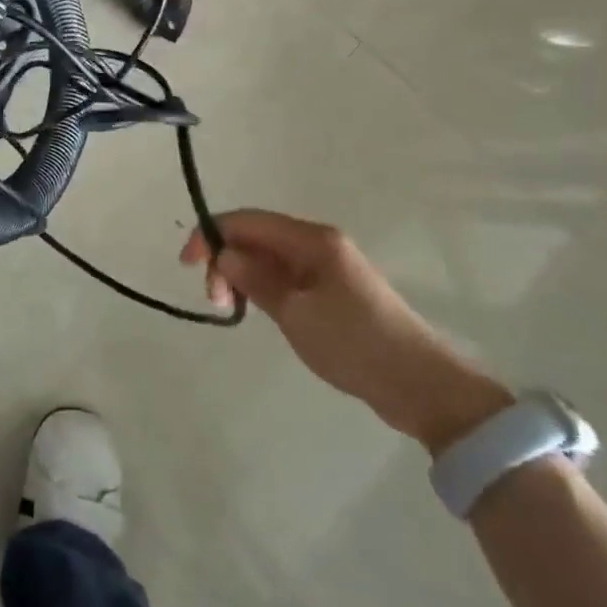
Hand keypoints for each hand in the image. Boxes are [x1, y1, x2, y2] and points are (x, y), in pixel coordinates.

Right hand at [184, 210, 511, 451]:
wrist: (419, 385)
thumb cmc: (354, 343)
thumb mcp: (294, 312)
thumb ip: (255, 278)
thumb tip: (223, 254)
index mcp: (311, 239)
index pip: (246, 221)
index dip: (210, 235)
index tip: (186, 265)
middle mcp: (318, 244)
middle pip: (255, 236)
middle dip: (226, 259)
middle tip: (218, 301)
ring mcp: (327, 267)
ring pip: (268, 258)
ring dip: (243, 276)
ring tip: (234, 309)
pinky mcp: (332, 291)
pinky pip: (285, 277)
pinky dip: (263, 287)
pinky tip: (258, 310)